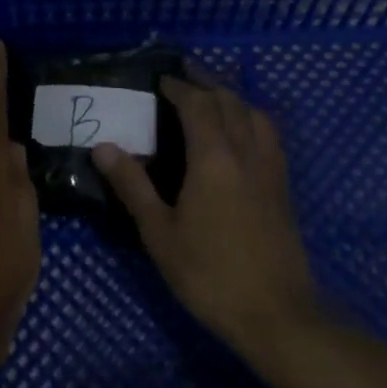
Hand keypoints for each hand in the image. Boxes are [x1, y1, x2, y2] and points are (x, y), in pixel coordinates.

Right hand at [93, 77, 320, 359]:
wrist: (277, 314)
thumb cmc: (209, 274)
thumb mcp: (159, 233)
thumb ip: (132, 185)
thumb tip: (103, 147)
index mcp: (213, 158)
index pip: (197, 104)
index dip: (179, 87)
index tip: (160, 79)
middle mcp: (246, 152)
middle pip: (229, 101)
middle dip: (206, 81)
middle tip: (184, 74)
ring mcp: (270, 168)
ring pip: (254, 113)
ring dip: (231, 96)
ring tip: (212, 94)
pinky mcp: (283, 186)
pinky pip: (268, 134)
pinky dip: (251, 117)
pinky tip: (243, 131)